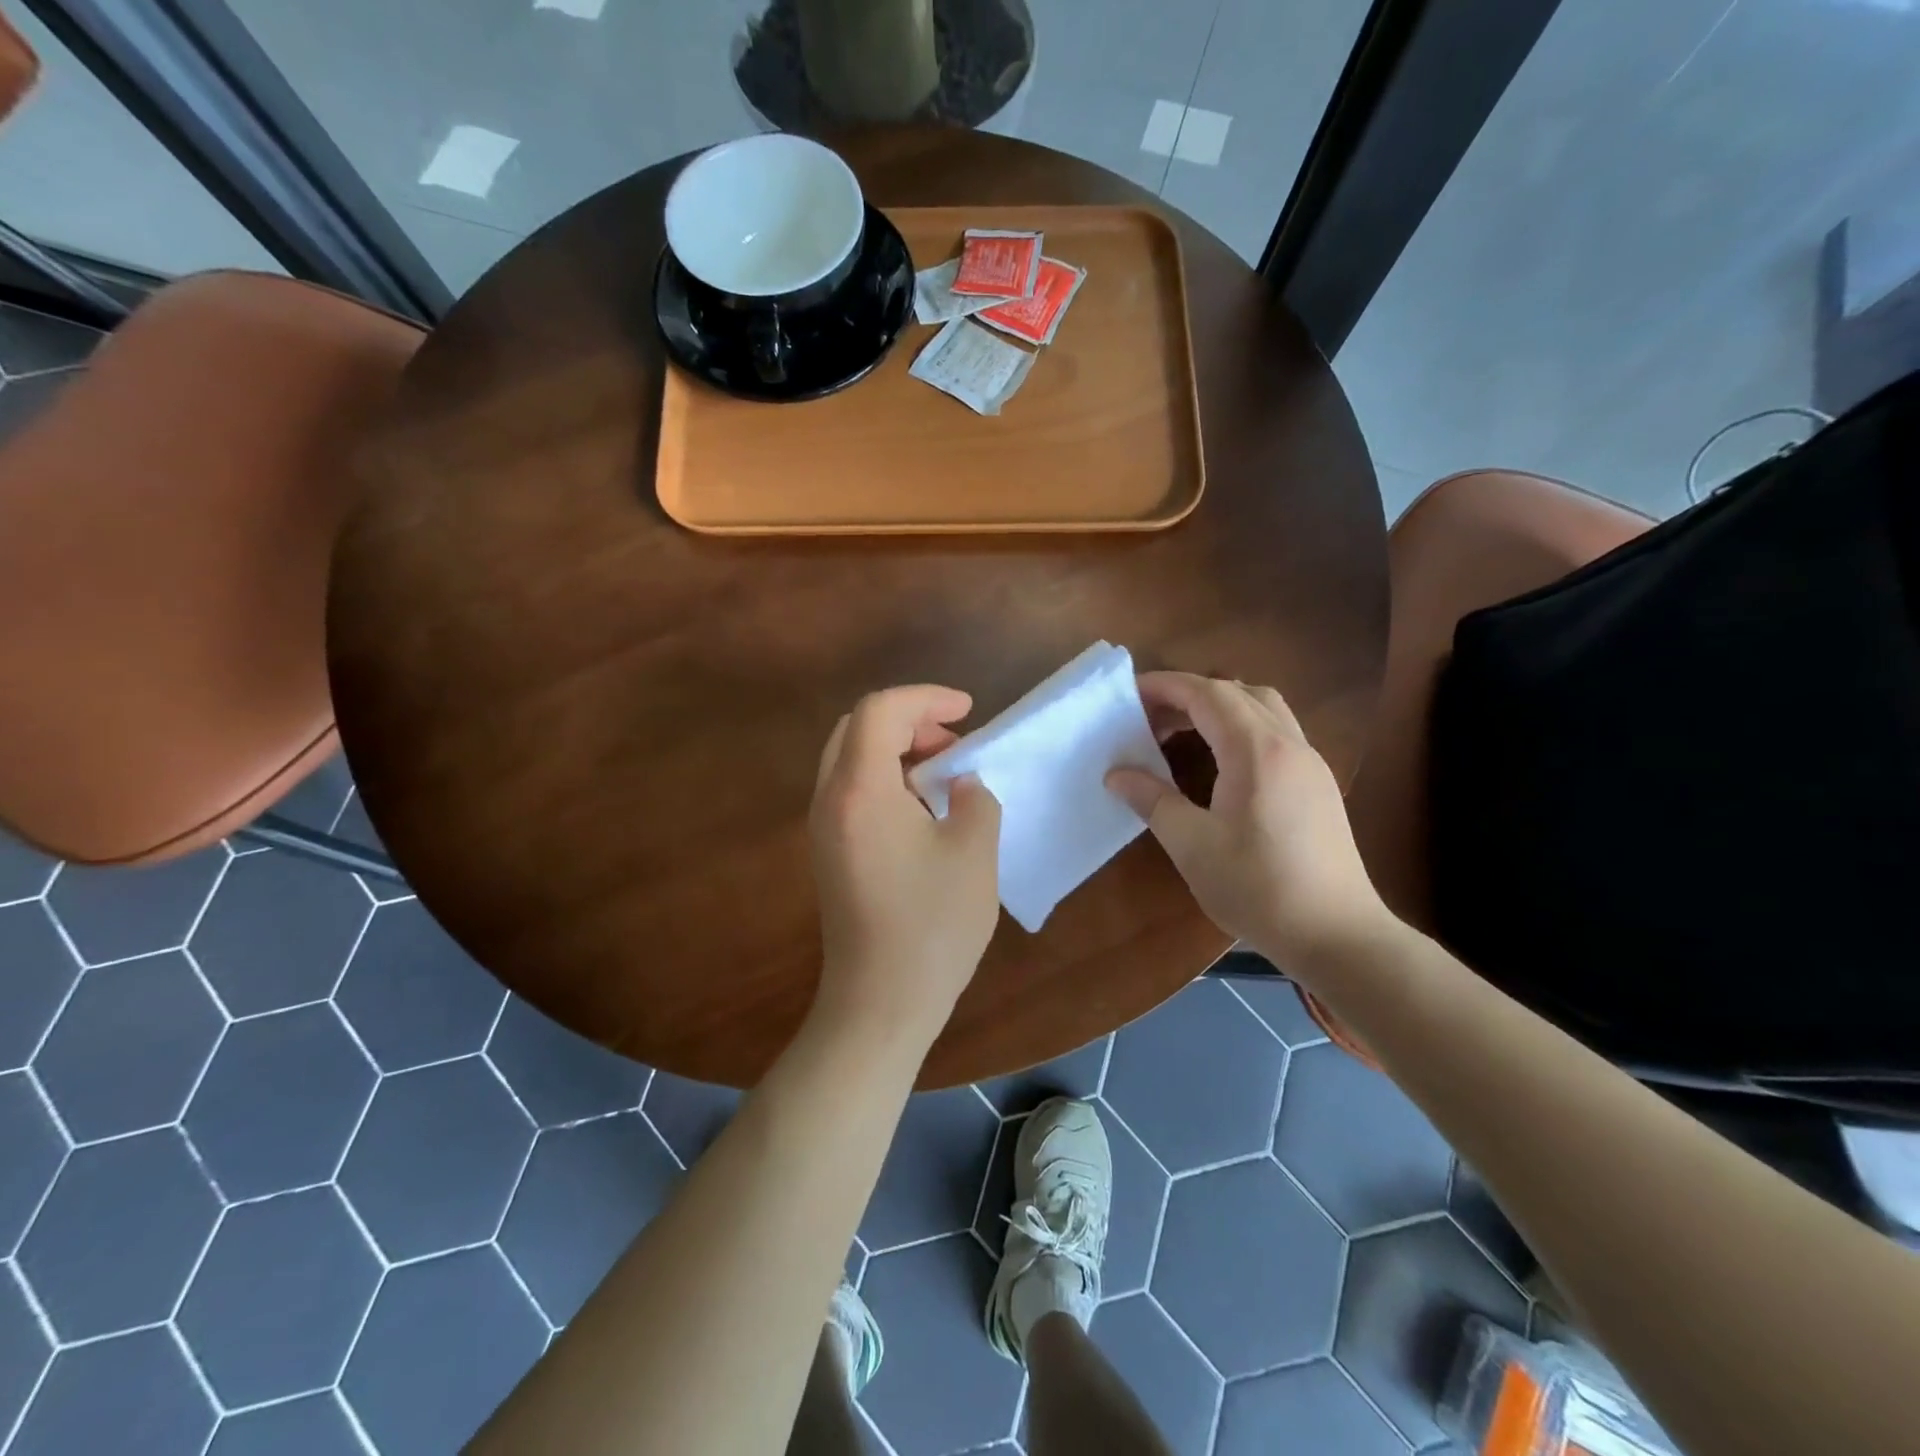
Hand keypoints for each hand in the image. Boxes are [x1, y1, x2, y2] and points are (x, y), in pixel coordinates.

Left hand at [808, 685, 1001, 1044]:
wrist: (880, 1003)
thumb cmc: (932, 926)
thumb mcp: (975, 852)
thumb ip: (975, 799)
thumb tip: (961, 784)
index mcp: (861, 790)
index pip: (881, 710)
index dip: (926, 698)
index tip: (968, 712)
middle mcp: (830, 799)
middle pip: (857, 727)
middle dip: (908, 719)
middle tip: (953, 741)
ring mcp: (823, 827)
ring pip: (850, 757)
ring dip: (896, 748)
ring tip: (943, 772)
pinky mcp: (828, 851)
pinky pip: (850, 789)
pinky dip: (884, 777)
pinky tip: (921, 807)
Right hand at [1106, 672, 1389, 966]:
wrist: (1337, 935)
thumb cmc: (1258, 888)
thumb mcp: (1192, 845)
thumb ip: (1153, 800)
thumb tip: (1117, 775)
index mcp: (1257, 752)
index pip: (1208, 694)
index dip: (1167, 687)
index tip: (1130, 694)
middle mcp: (1290, 745)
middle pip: (1239, 693)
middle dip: (1190, 695)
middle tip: (1150, 719)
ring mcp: (1311, 764)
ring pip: (1264, 709)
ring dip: (1220, 708)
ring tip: (1182, 734)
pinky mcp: (1318, 786)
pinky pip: (1277, 734)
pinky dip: (1241, 729)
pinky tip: (1220, 764)